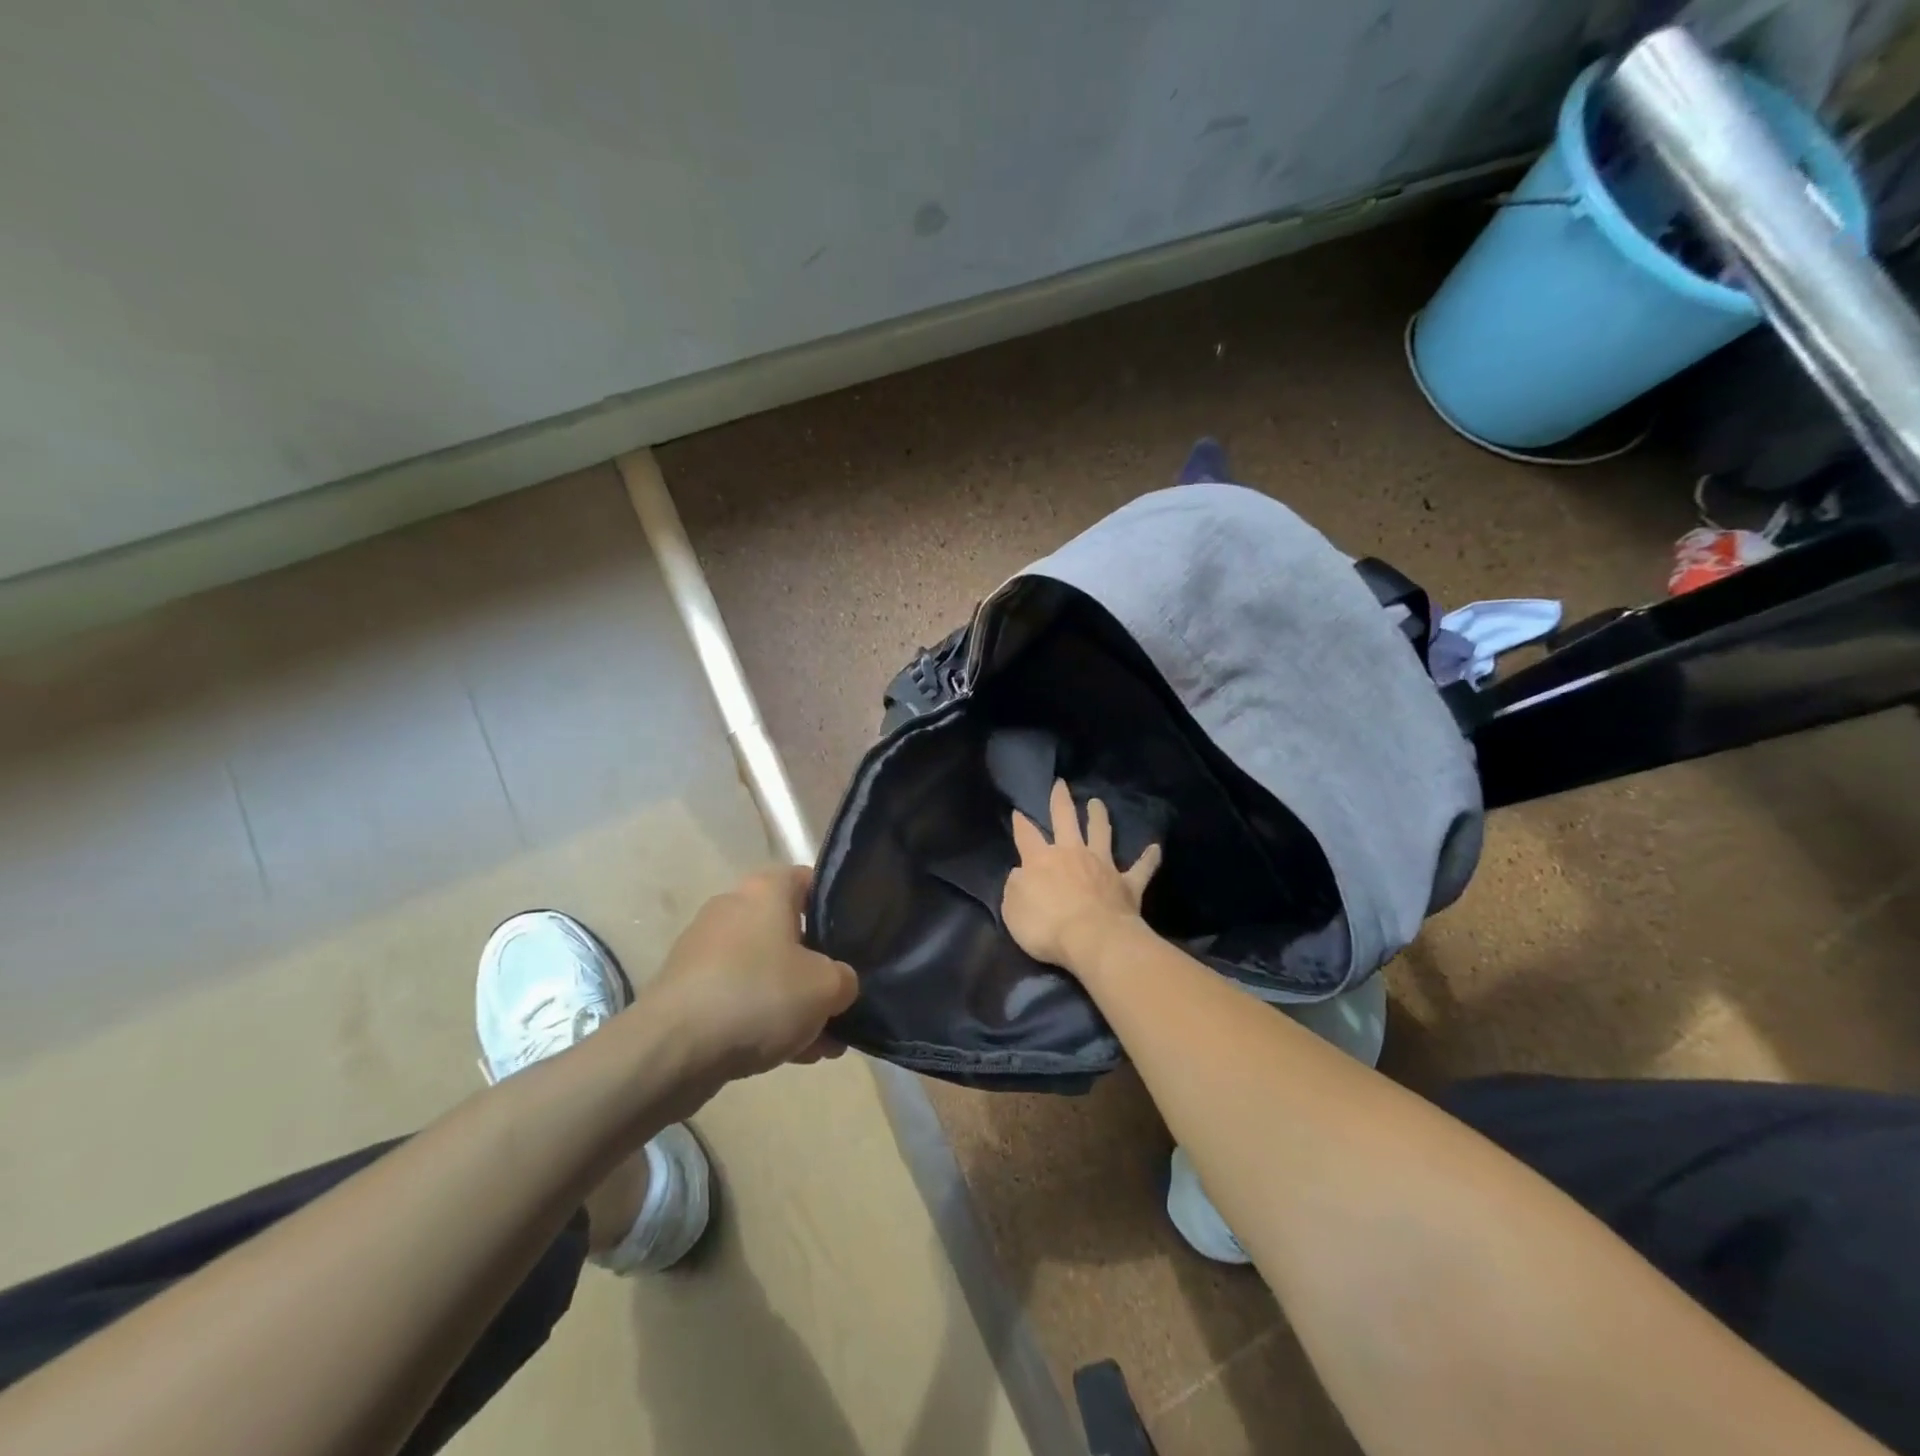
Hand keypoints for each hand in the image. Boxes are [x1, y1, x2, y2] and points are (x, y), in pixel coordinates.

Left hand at [643, 866, 857, 1087]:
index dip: (837, 909)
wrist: (672, 1050)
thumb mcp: (827, 987)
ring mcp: (705, 949)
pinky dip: (762, 1019)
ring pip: (765, 970)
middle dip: (816, 970)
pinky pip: (739, 997)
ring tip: (821, 1044)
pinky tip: (788, 1055)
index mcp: (766, 890)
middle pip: (789, 933)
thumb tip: (838, 984)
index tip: (855, 942)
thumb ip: (845, 979)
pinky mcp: (687, 989)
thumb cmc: (759, 996)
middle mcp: (733, 908)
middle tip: (839, 1002)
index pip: (810, 882)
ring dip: (793, 1003)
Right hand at [1003, 779, 1160, 972]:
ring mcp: (1102, 866)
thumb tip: (1019, 873)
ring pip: (1101, 833)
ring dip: (1099, 816)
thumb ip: (1015, 887)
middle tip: (1061, 784)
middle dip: (1061, 801)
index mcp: (1041, 860)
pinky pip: (1141, 868)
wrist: (1093, 940)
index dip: (1020, 823)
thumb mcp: (1013, 910)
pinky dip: (1148, 858)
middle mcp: (1072, 854)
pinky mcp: (1127, 883)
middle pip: (1065, 820)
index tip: (1018, 811)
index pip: (1026, 835)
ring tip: (1098, 802)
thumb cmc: (1047, 927)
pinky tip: (1155, 848)